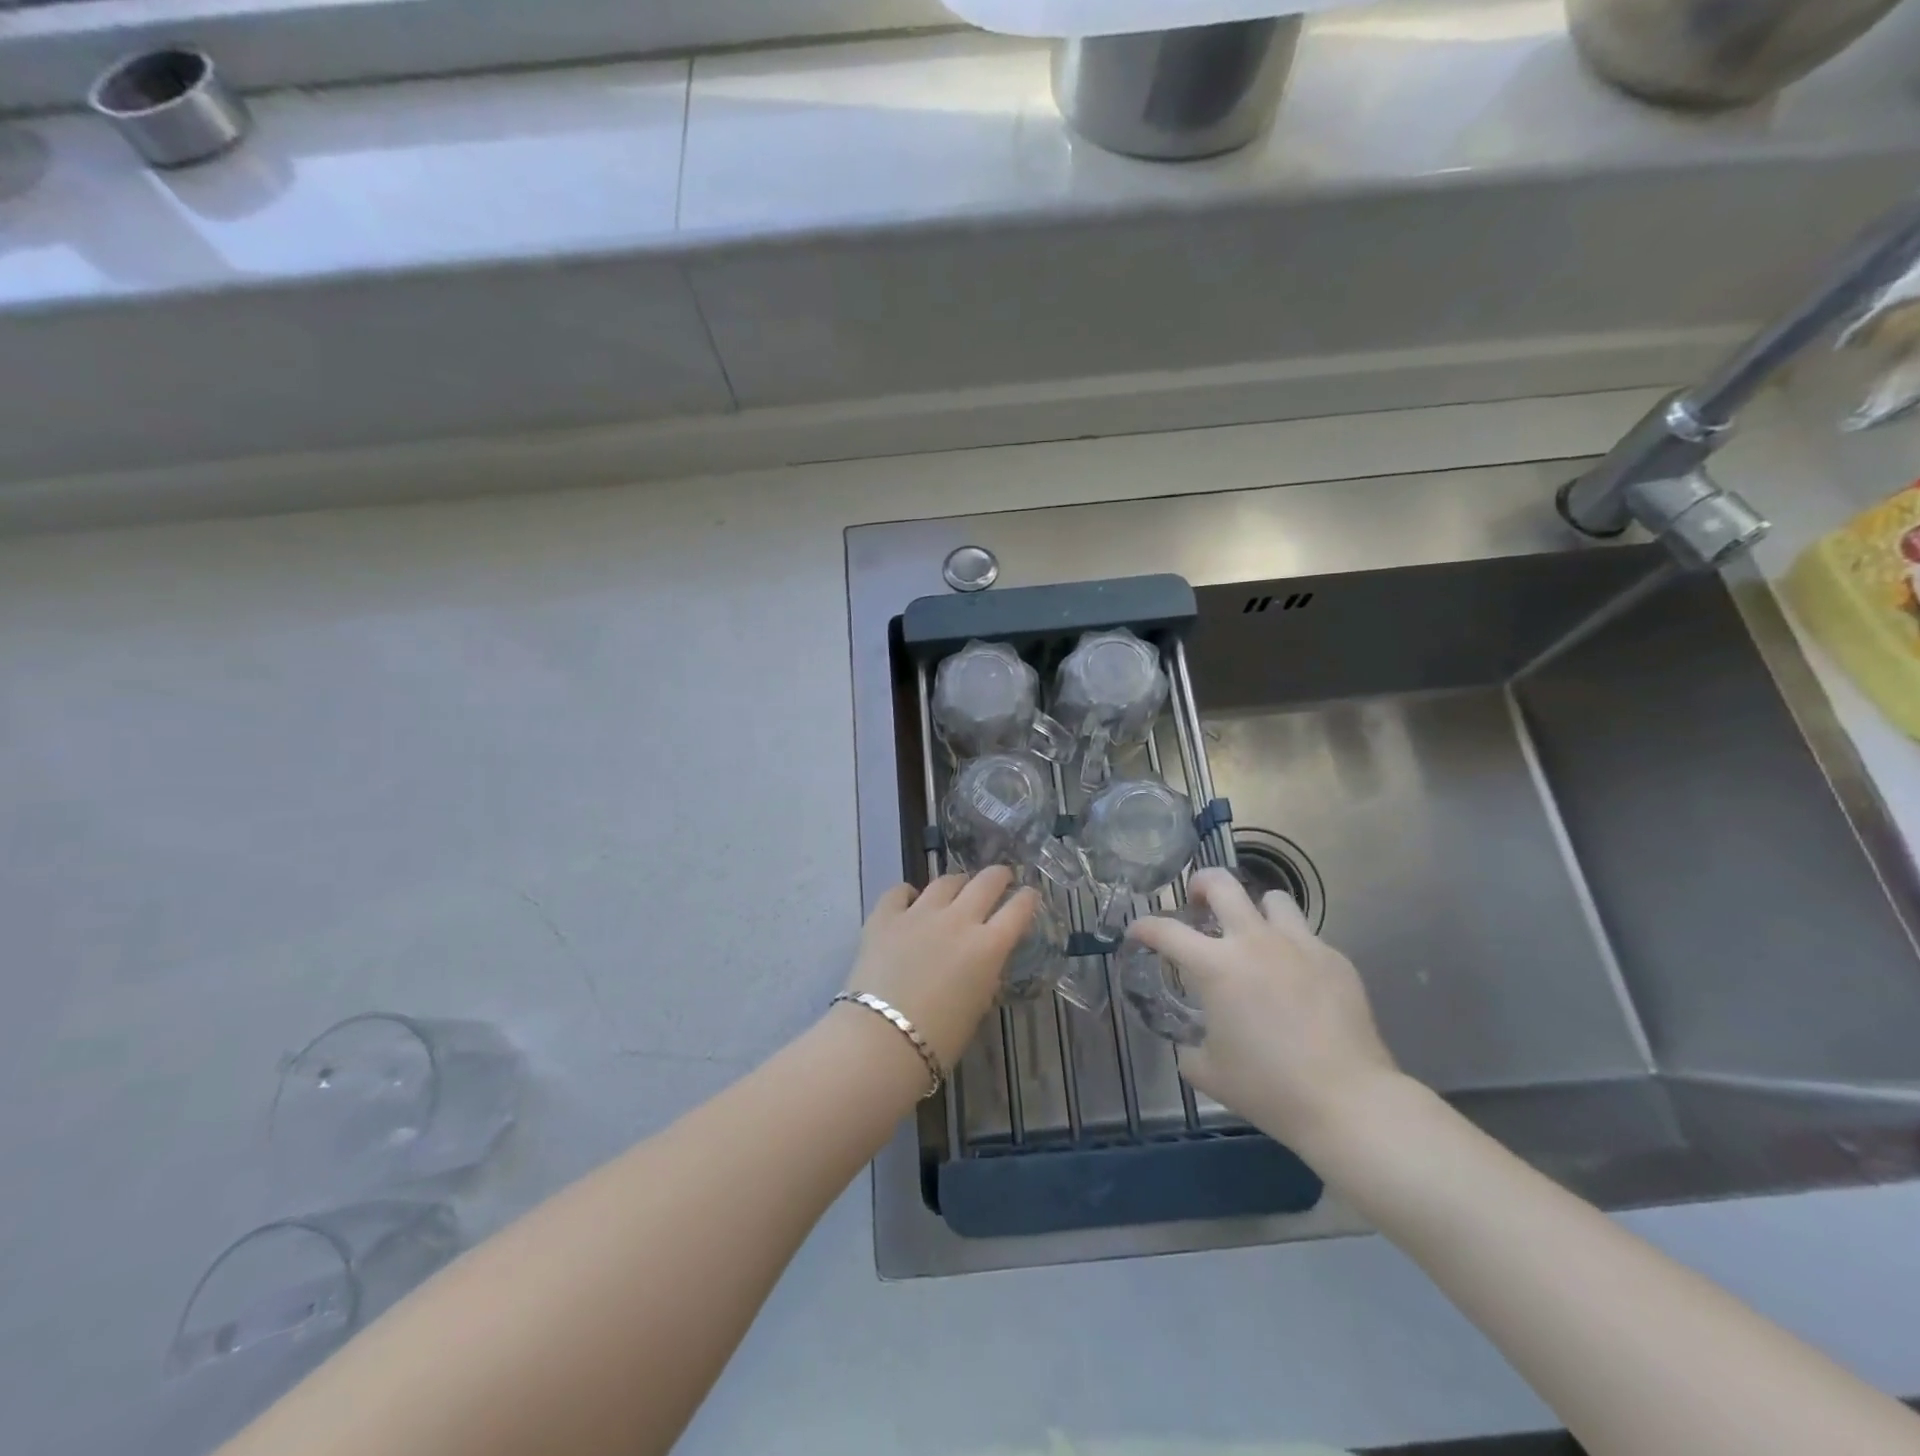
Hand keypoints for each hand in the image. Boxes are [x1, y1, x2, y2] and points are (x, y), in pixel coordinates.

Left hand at [844, 867, 1037, 1072]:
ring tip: (957, 887)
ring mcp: (920, 913)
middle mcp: (958, 920)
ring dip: (957, 883)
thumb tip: (982, 960)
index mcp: (988, 946)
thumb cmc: (939, 1039)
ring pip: (946, 881)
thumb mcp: (978, 1006)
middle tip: (1001, 877)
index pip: (1018, 909)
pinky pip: (900, 892)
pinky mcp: (885, 916)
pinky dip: (909, 893)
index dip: (1027, 899)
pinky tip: (909, 900)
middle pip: (986, 882)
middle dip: (998, 876)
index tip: (1029, 895)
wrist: (882, 1039)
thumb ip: (985, 974)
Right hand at [1128, 868, 1400, 1157]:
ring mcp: (1300, 945)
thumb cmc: (1268, 1087)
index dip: (1144, 926)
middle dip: (1200, 885)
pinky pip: (1306, 938)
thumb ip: (1190, 1049)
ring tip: (1253, 935)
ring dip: (1255, 911)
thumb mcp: (1209, 1073)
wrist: (1348, 1102)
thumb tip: (1191, 1044)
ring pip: (1272, 900)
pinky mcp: (1335, 960)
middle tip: (1196, 903)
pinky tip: (1295, 980)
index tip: (1137, 932)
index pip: (1166, 930)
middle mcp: (1254, 942)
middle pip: (1221, 884)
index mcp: (1216, 966)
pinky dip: (1292, 949)